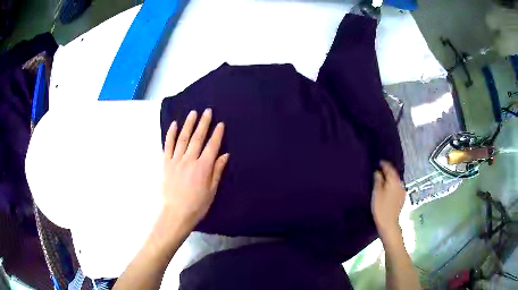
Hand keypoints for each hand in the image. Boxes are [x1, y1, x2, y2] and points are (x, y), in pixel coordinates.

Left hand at [162, 108, 228, 228]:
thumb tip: (224, 155)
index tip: (220, 124)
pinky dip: (170, 134)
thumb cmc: (197, 205)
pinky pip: (168, 146)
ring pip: (183, 138)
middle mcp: (189, 160)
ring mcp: (176, 160)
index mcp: (203, 167)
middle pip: (197, 138)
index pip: (212, 146)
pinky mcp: (166, 163)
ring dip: (188, 124)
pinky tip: (173, 125)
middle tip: (207, 111)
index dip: (217, 134)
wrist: (175, 213)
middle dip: (203, 123)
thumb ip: (217, 171)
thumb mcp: (212, 191)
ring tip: (193, 113)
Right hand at [371, 161, 404, 238]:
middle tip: (380, 170)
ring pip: (396, 181)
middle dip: (388, 171)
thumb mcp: (376, 193)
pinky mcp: (402, 197)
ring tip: (383, 179)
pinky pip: (397, 187)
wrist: (389, 223)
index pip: (389, 168)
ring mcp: (402, 191)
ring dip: (390, 179)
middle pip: (394, 174)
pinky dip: (393, 185)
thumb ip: (378, 180)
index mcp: (394, 180)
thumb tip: (378, 172)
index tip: (379, 162)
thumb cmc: (381, 208)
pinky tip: (388, 189)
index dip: (384, 164)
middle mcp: (400, 183)